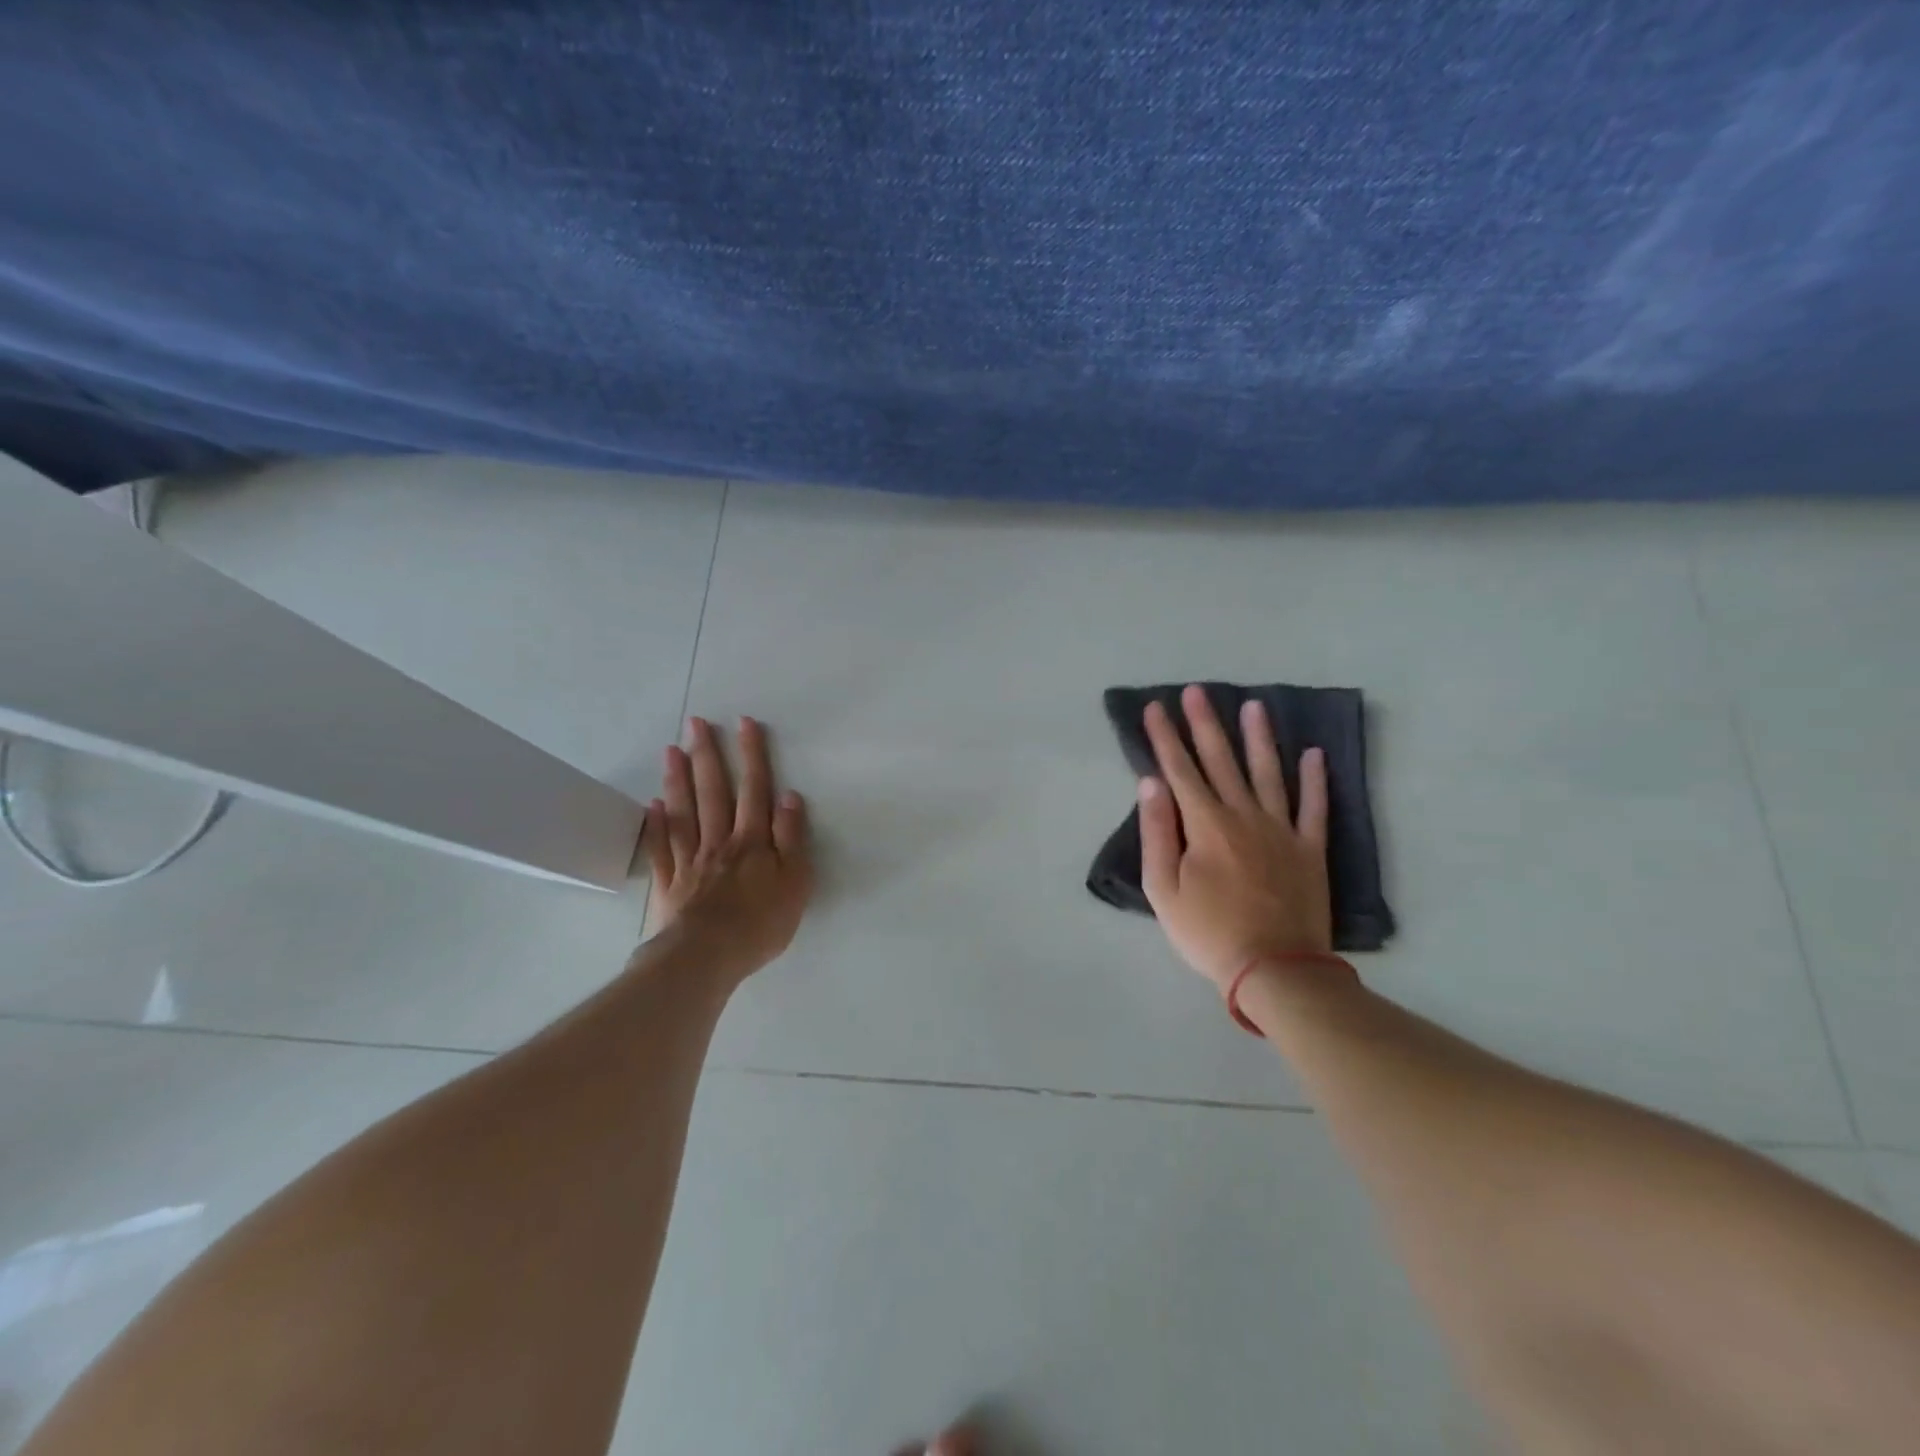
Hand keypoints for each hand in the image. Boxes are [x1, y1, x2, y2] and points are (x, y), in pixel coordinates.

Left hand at [640, 715, 812, 983]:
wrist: (707, 957)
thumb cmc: (760, 922)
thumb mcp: (795, 881)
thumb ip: (791, 837)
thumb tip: (789, 796)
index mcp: (752, 841)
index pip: (755, 790)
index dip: (752, 756)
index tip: (744, 723)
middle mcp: (719, 842)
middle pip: (714, 792)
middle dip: (708, 755)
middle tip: (696, 723)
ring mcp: (690, 861)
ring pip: (684, 812)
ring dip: (679, 779)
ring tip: (672, 749)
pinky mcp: (670, 884)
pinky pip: (661, 848)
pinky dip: (657, 824)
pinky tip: (653, 805)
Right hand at [1138, 684, 1331, 990]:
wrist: (1275, 969)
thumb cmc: (1208, 932)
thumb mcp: (1163, 889)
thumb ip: (1157, 832)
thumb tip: (1151, 784)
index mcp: (1205, 825)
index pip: (1180, 770)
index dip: (1165, 738)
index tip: (1156, 708)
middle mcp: (1244, 815)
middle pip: (1221, 761)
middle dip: (1205, 724)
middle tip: (1197, 691)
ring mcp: (1281, 830)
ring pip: (1269, 773)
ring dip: (1259, 738)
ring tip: (1255, 705)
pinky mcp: (1309, 849)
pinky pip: (1315, 807)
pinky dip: (1316, 780)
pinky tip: (1315, 754)